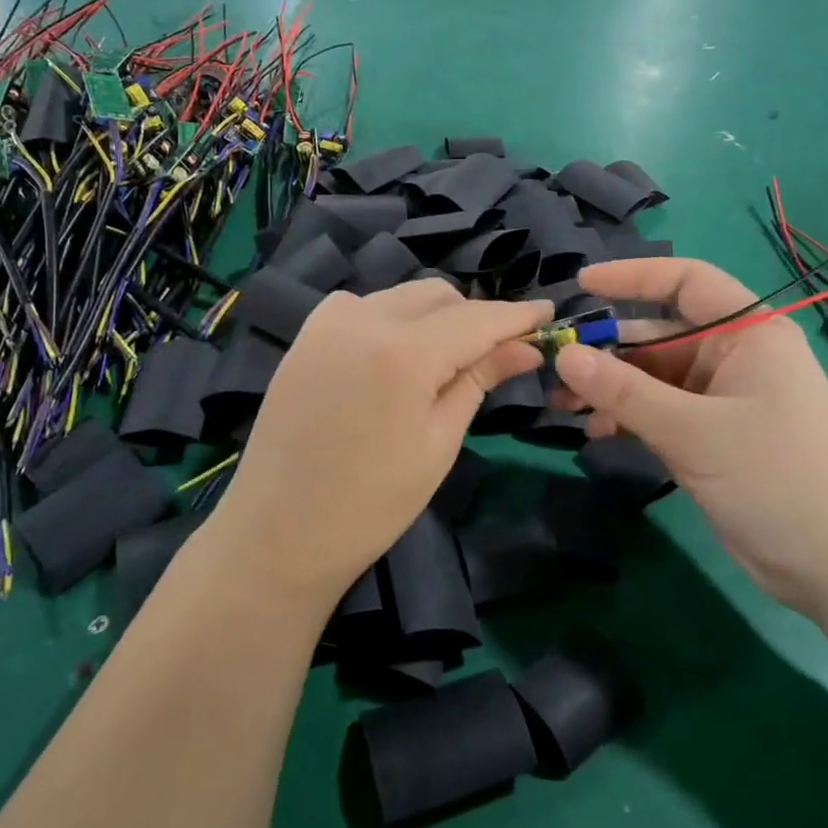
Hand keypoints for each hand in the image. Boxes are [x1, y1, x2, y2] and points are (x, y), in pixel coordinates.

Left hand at [209, 281, 548, 611]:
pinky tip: (395, 354)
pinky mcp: (305, 335)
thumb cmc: (370, 504)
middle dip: (473, 317)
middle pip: (438, 295)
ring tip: (446, 359)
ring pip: (401, 296)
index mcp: (404, 352)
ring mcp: (327, 322)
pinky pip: (363, 306)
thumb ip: (478, 380)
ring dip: (434, 316)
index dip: (517, 315)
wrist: (278, 532)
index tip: (548, 313)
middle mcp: (363, 318)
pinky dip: (391, 318)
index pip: (476, 318)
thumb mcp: (438, 443)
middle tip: (496, 353)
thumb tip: (525, 347)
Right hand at [552, 258, 827, 618]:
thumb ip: (624, 391)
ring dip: (608, 388)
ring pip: (651, 378)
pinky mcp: (709, 438)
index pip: (686, 282)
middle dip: (606, 349)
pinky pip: (656, 413)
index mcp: (748, 334)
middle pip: (657, 335)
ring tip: (562, 406)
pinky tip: (595, 432)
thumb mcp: (694, 431)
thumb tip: (564, 355)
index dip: (633, 277)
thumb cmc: (778, 478)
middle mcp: (733, 358)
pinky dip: (626, 417)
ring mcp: (719, 400)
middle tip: (554, 366)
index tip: (581, 285)